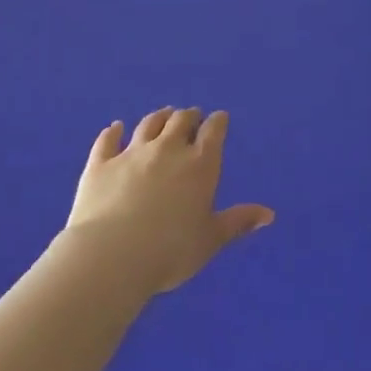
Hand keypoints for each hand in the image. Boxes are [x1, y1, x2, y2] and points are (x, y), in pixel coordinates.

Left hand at [64, 108, 272, 296]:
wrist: (112, 256)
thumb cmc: (171, 250)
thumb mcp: (211, 239)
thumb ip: (238, 222)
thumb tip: (269, 214)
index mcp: (200, 164)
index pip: (213, 132)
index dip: (218, 122)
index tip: (219, 118)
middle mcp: (168, 150)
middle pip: (181, 121)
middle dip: (189, 116)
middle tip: (192, 116)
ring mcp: (132, 154)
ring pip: (148, 124)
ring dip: (159, 117)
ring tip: (163, 114)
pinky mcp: (101, 164)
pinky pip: (107, 140)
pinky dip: (113, 131)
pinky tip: (115, 127)